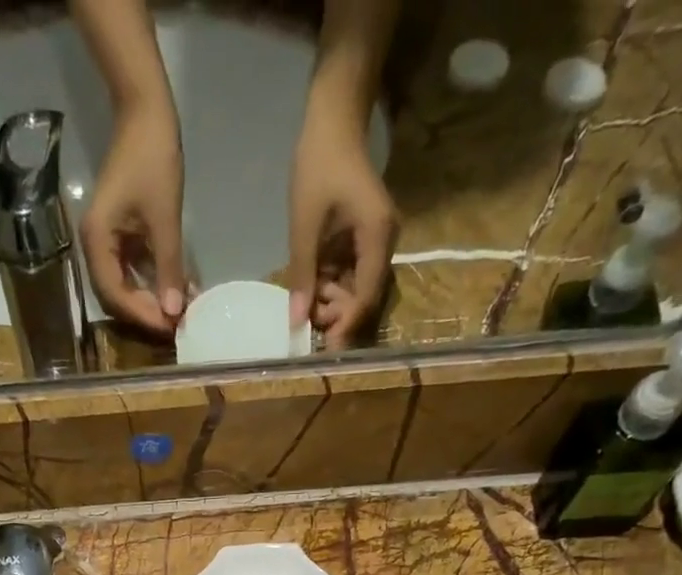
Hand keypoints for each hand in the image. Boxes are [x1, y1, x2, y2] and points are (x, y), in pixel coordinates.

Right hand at [81, 101, 186, 336]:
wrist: (145, 113)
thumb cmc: (152, 160)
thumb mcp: (164, 219)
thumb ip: (168, 268)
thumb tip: (174, 312)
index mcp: (97, 241)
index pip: (115, 295)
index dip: (142, 315)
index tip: (170, 327)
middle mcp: (95, 247)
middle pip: (117, 296)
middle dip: (146, 312)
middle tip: (176, 325)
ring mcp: (107, 242)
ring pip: (126, 287)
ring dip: (151, 300)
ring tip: (178, 311)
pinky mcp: (120, 236)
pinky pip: (134, 270)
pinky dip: (153, 282)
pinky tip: (175, 290)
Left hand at [287, 97, 396, 349]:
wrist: (334, 119)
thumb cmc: (319, 164)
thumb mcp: (304, 224)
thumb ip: (302, 275)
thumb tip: (296, 322)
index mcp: (378, 237)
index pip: (366, 296)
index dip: (346, 325)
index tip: (325, 349)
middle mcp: (385, 244)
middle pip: (364, 297)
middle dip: (337, 313)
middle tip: (306, 317)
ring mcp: (376, 242)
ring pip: (357, 289)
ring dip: (332, 300)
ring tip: (307, 298)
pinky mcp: (365, 240)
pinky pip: (351, 274)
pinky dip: (332, 284)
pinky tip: (314, 285)